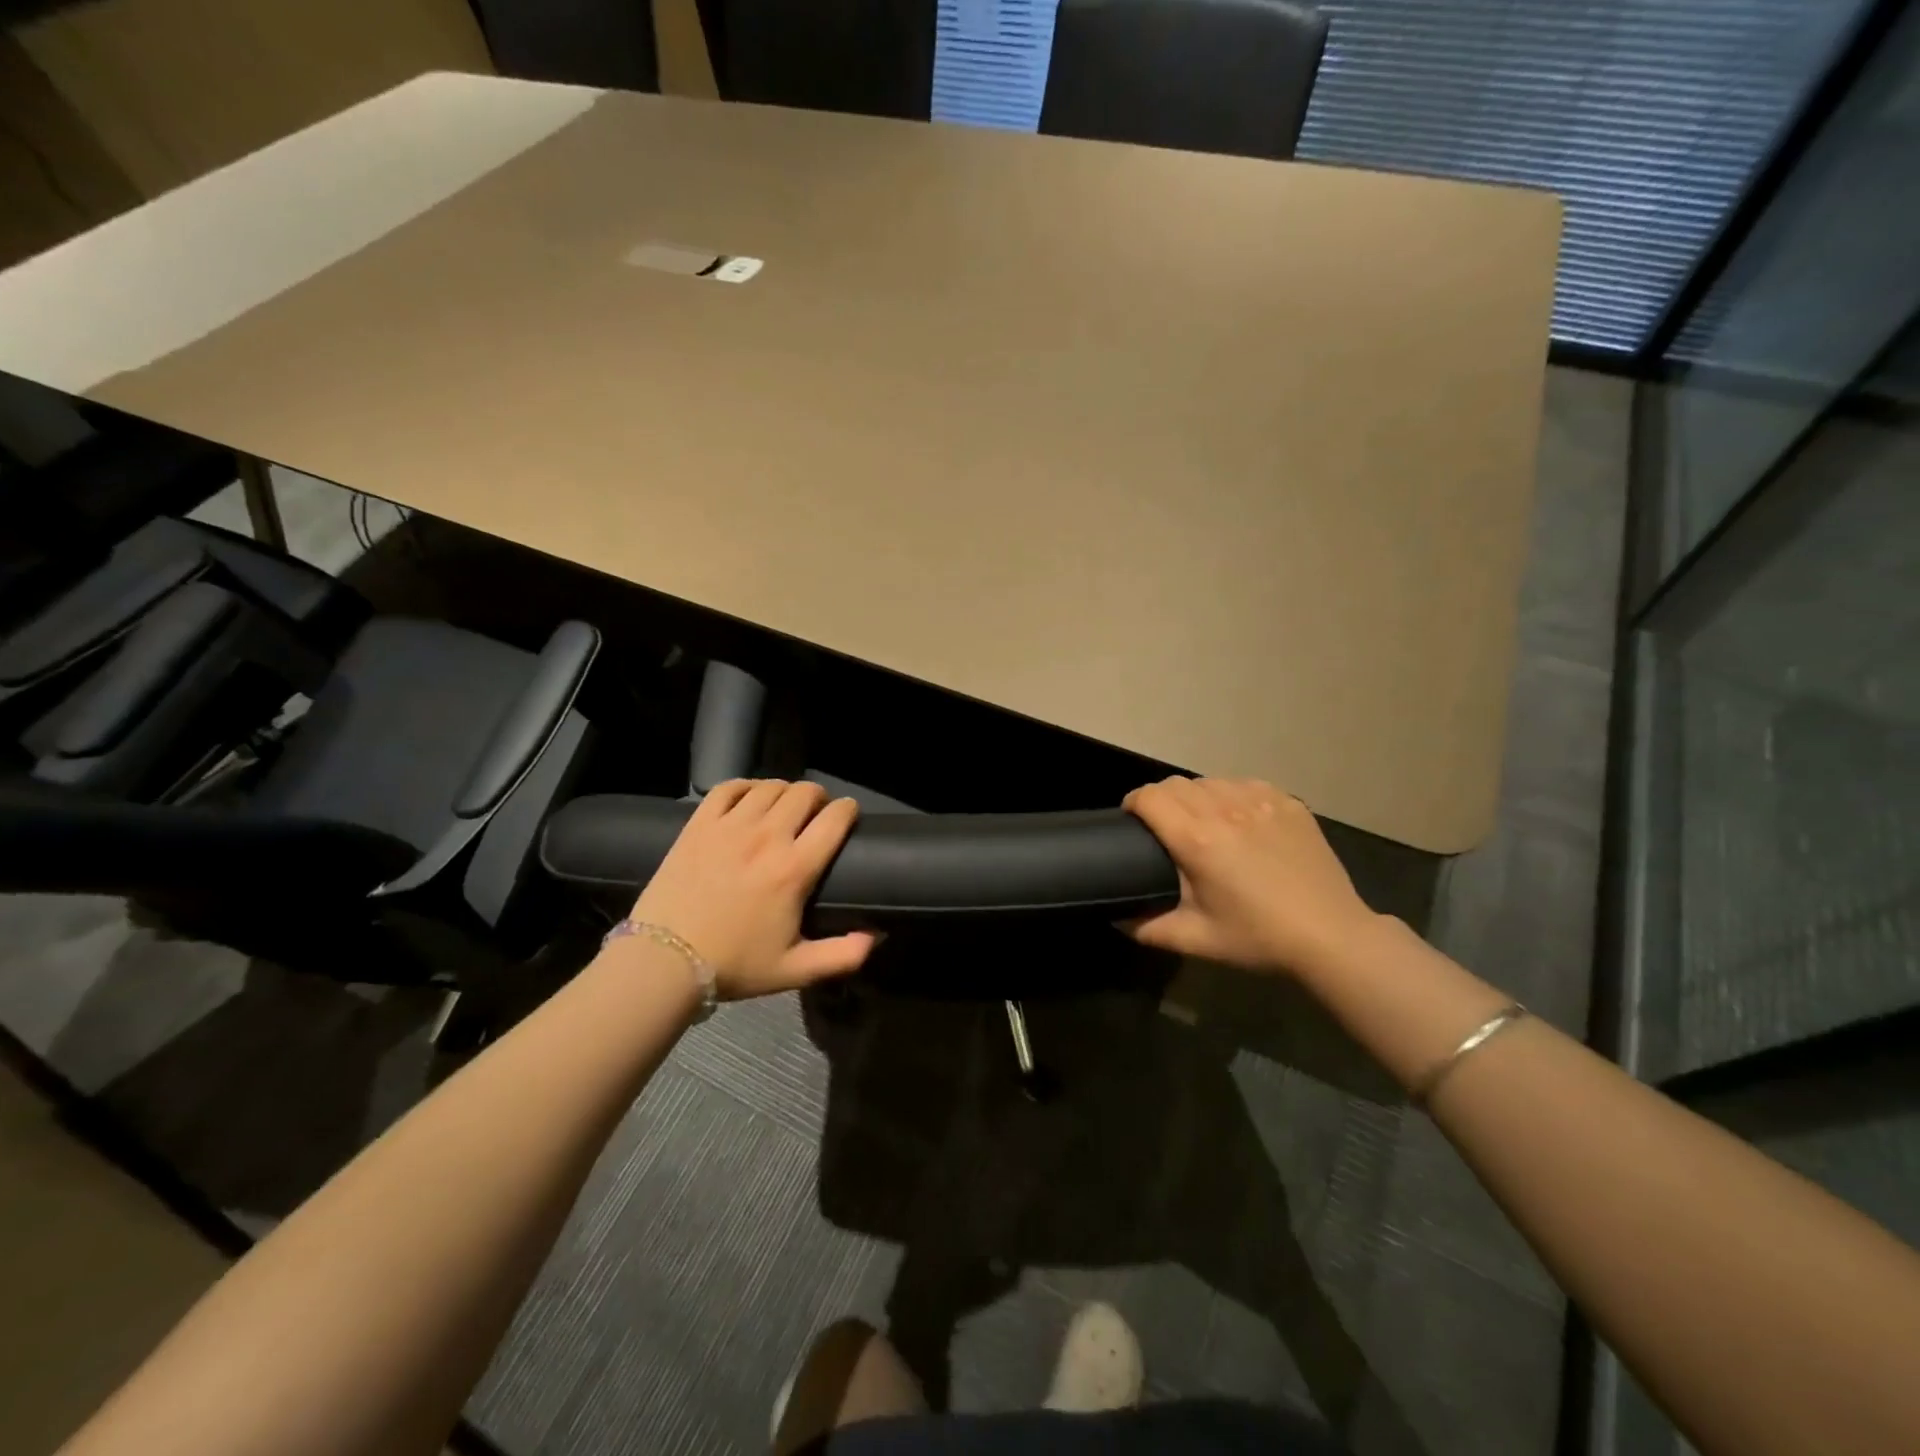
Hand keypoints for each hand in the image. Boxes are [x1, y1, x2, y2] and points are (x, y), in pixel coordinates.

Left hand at [629, 779, 876, 999]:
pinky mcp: (698, 825)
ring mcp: (729, 827)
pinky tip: (749, 799)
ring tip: (784, 806)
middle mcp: (766, 837)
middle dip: (818, 797)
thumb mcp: (796, 970)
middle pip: (804, 793)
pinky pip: (729, 788)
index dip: (848, 810)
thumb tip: (878, 937)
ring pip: (770, 787)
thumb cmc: (734, 965)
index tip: (848, 815)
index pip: (835, 819)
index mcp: (794, 869)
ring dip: (784, 791)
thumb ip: (844, 956)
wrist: (663, 963)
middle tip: (815, 813)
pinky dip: (745, 787)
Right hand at [1122, 776, 1379, 975]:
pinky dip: (1231, 795)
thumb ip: (1148, 928)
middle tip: (1162, 825)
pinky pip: (1245, 784)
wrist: (1331, 936)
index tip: (1131, 820)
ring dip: (1195, 796)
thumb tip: (1117, 918)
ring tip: (1201, 821)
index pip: (1149, 798)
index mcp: (1197, 840)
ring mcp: (1261, 801)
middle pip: (1175, 784)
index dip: (1132, 803)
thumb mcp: (1196, 940)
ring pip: (1210, 781)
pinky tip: (1239, 819)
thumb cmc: (1258, 937)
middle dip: (1159, 799)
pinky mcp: (1288, 803)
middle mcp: (1225, 810)